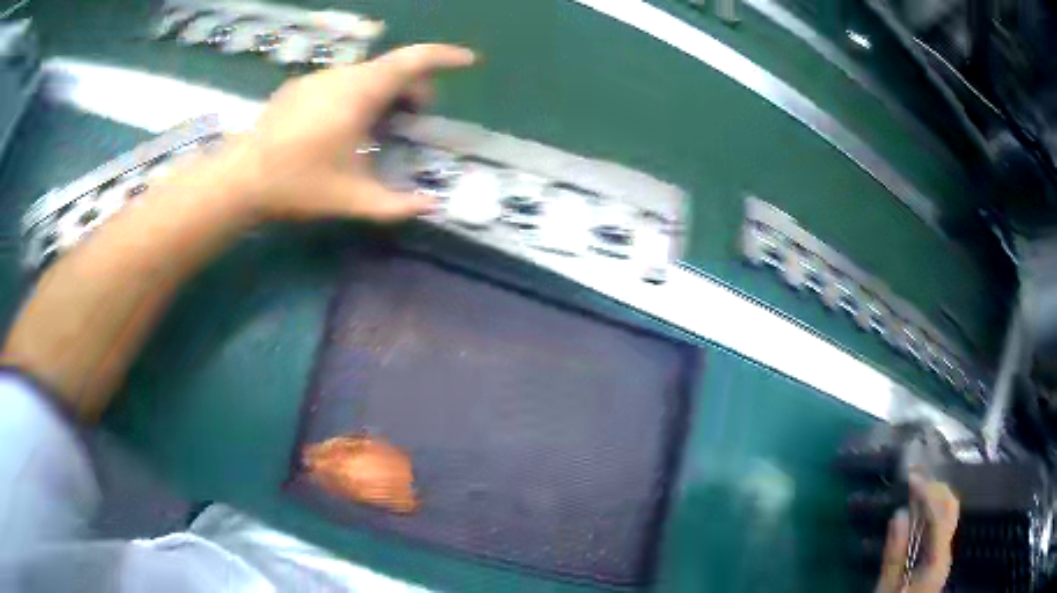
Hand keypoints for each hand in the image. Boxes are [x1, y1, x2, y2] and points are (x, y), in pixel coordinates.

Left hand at [218, 43, 475, 222]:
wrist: (241, 179)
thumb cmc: (298, 185)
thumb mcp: (351, 200)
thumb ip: (396, 205)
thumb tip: (433, 206)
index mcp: (360, 93)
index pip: (413, 61)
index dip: (445, 57)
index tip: (469, 62)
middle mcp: (342, 76)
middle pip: (392, 68)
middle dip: (414, 88)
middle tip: (415, 119)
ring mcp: (318, 78)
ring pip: (366, 73)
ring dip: (384, 92)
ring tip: (379, 127)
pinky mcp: (300, 86)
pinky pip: (342, 81)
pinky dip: (358, 94)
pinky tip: (343, 126)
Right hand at [875, 475, 959, 592]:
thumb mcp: (887, 588)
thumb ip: (894, 556)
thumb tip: (899, 514)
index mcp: (937, 558)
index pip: (940, 513)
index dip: (928, 491)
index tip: (911, 476)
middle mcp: (947, 550)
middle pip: (951, 508)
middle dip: (935, 487)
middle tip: (915, 476)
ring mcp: (945, 553)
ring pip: (948, 514)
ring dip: (935, 496)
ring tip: (916, 488)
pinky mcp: (939, 558)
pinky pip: (941, 525)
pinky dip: (932, 511)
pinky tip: (918, 513)